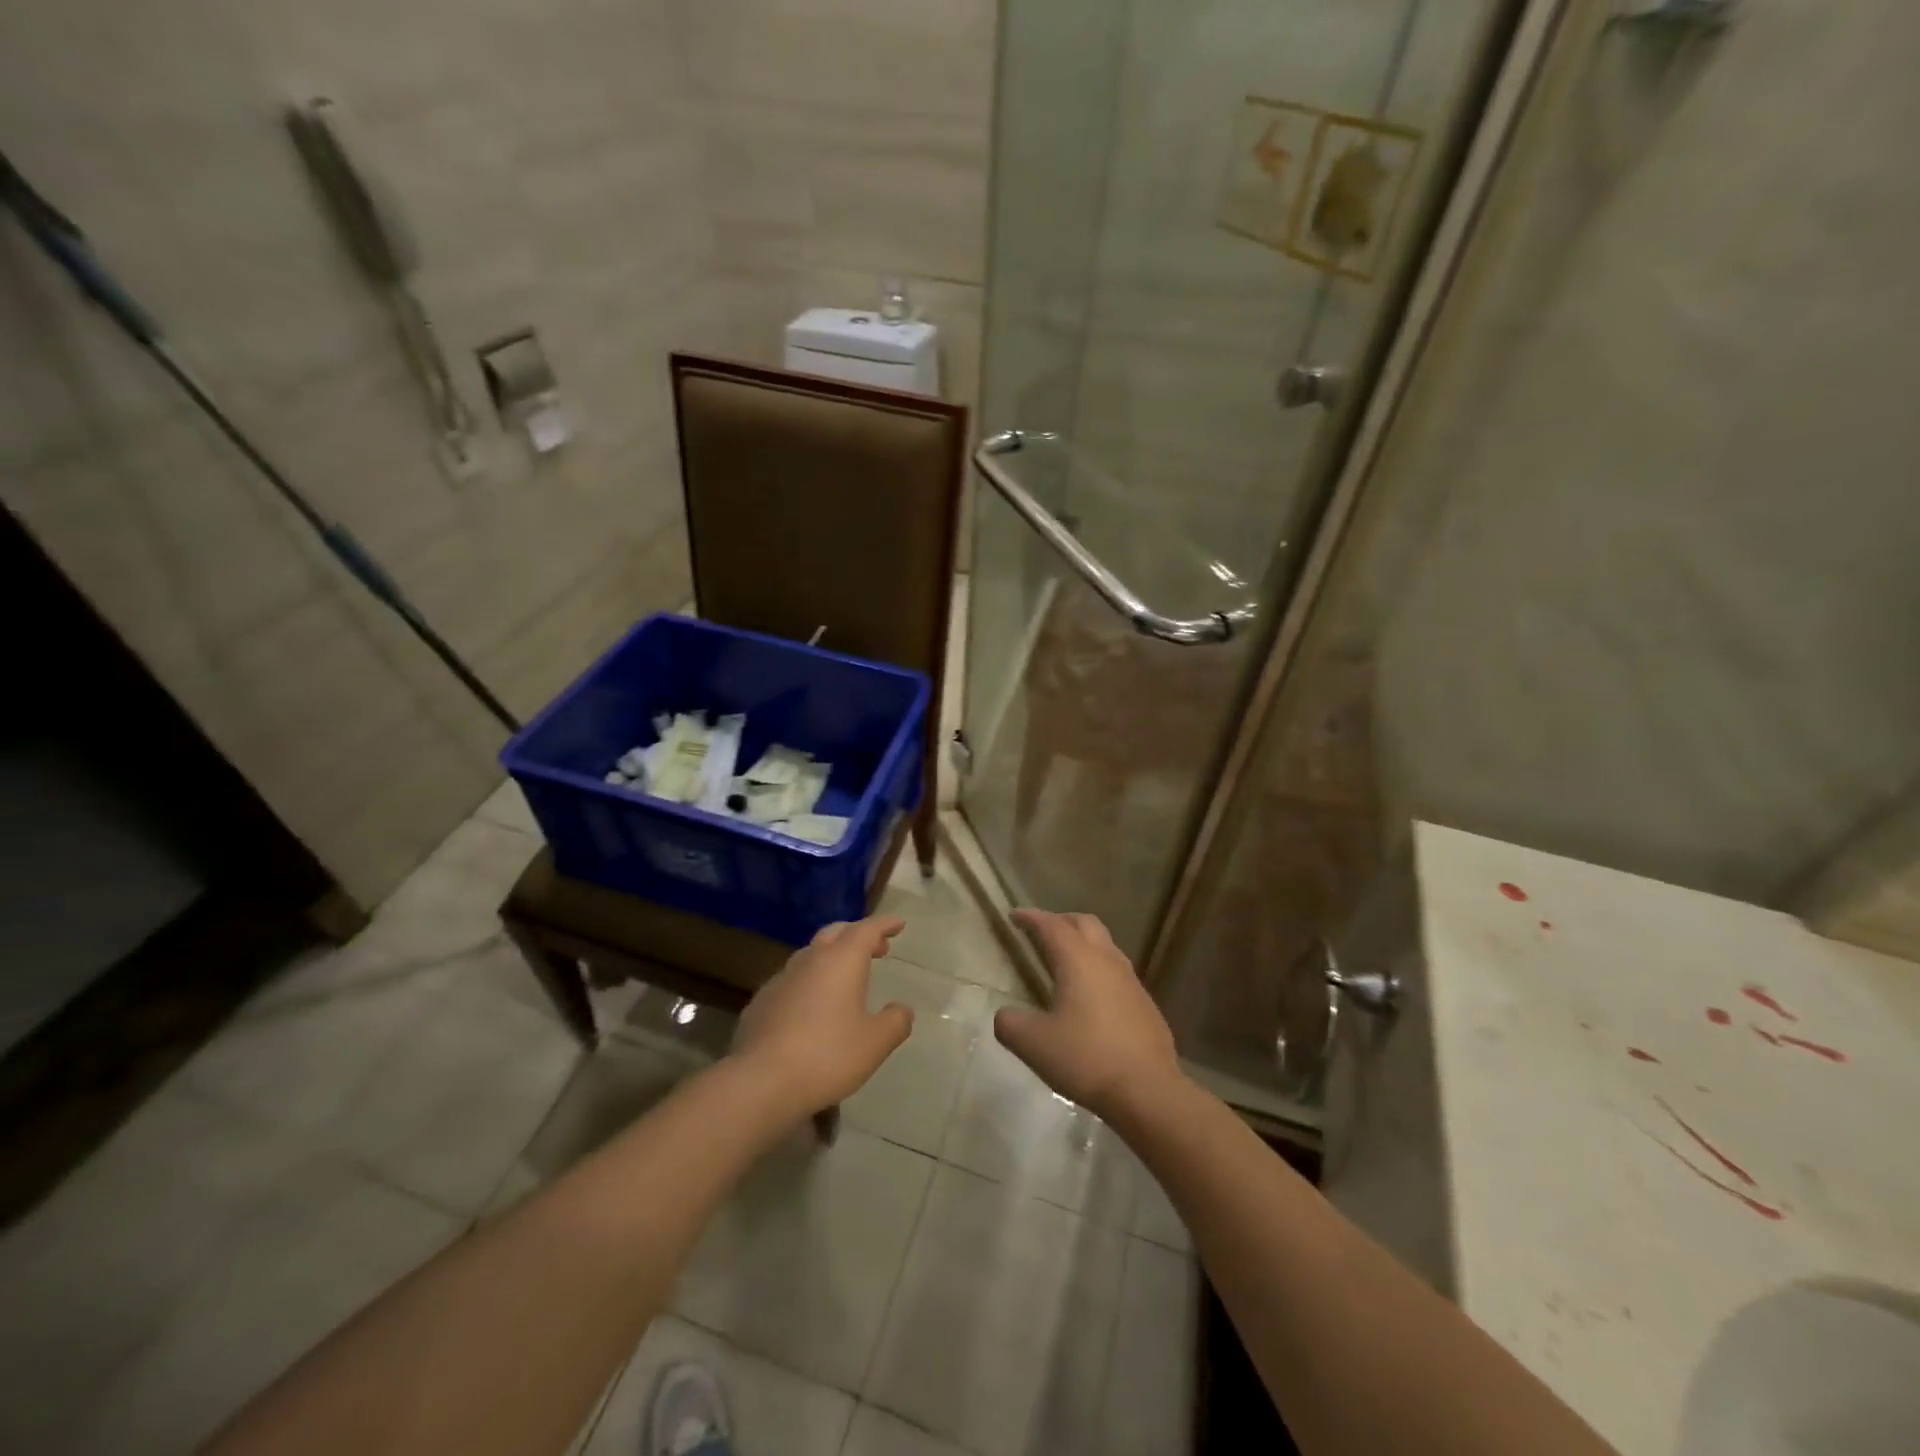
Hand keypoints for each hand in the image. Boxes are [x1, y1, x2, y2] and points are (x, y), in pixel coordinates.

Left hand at [731, 915, 913, 1114]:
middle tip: (876, 948)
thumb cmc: (827, 1056)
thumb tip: (901, 1009)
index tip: (898, 923)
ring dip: (831, 957)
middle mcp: (810, 960)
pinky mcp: (760, 1003)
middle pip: (835, 933)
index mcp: (841, 961)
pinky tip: (811, 1007)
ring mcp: (781, 980)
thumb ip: (895, 1022)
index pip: (866, 929)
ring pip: (810, 955)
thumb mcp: (875, 1043)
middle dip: (857, 935)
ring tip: (845, 977)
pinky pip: (791, 981)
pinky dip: (809, 982)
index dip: (884, 924)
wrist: (760, 1082)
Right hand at [995, 909, 1183, 1123]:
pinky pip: (1118, 972)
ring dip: (1084, 943)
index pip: (1051, 926)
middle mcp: (1106, 961)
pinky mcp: (1145, 1003)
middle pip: (1085, 924)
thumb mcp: (1033, 1044)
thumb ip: (1010, 1024)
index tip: (1015, 915)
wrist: (1147, 1089)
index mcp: (1077, 960)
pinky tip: (1092, 996)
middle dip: (1061, 920)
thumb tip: (1005, 1015)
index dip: (1031, 917)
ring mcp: (1131, 981)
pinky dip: (1100, 969)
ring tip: (1067, 960)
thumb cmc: (1086, 1058)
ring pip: (1106, 946)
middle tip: (1042, 930)